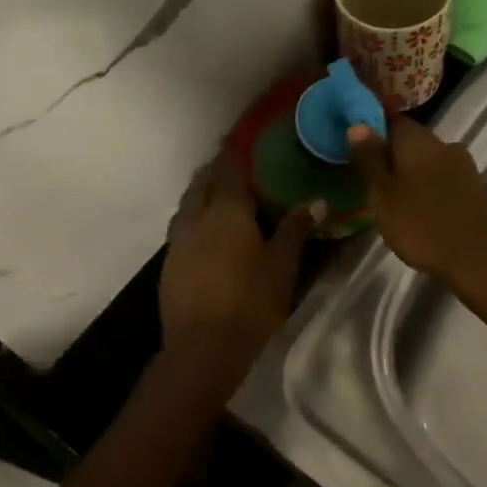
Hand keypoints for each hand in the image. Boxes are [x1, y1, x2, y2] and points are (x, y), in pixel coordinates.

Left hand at [160, 149, 319, 370]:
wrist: (203, 348)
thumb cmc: (250, 302)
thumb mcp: (282, 265)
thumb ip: (296, 229)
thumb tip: (317, 201)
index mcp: (227, 211)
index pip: (228, 170)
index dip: (232, 152)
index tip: (236, 138)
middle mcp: (197, 218)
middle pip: (202, 184)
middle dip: (214, 171)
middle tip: (230, 166)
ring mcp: (178, 242)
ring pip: (187, 205)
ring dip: (200, 194)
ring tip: (217, 196)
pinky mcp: (169, 265)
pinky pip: (181, 229)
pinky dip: (193, 219)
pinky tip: (205, 234)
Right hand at [346, 118, 486, 290]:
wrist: (480, 259)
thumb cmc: (422, 224)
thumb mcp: (383, 194)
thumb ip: (369, 159)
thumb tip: (357, 125)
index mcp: (418, 139)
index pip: (389, 119)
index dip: (370, 131)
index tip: (353, 149)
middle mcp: (443, 144)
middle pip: (409, 141)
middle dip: (389, 156)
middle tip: (367, 180)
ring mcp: (463, 166)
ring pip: (426, 161)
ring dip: (408, 174)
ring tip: (389, 199)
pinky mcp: (473, 189)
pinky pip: (441, 179)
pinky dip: (426, 188)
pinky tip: (416, 209)